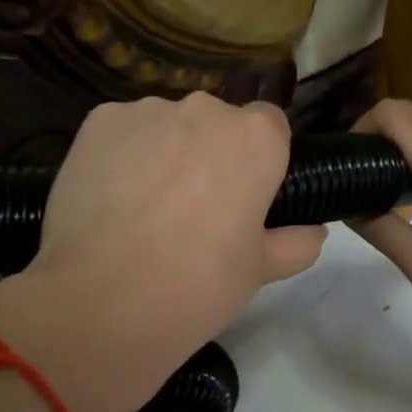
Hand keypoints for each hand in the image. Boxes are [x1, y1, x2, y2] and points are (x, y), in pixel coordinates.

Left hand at [0, 94, 325, 411]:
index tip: (245, 196)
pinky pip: (123, 132)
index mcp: (256, 139)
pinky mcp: (98, 121)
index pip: (271, 125)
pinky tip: (111, 199)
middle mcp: (205, 109)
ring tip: (145, 208)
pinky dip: (123, 155)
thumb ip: (295, 243)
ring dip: (166, 152)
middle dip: (211, 153)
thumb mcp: (260, 272)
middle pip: (217, 122)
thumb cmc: (198, 285)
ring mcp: (147, 111)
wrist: (102, 302)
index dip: (260, 159)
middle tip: (195, 209)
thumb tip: (313, 232)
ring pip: (168, 126)